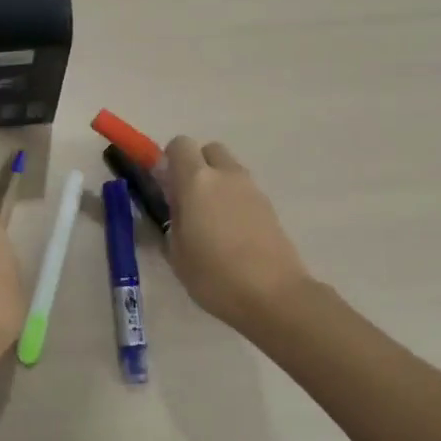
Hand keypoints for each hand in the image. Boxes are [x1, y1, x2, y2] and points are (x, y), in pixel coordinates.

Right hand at [158, 136, 314, 333]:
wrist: (274, 296)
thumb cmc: (214, 275)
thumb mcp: (176, 252)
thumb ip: (173, 217)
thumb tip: (177, 204)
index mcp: (197, 180)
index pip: (180, 145)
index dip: (169, 160)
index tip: (165, 186)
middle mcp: (226, 175)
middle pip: (209, 150)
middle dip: (197, 166)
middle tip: (189, 200)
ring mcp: (252, 189)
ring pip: (229, 170)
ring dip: (217, 183)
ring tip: (211, 222)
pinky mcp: (270, 206)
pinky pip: (244, 191)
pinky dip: (235, 201)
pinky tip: (232, 235)